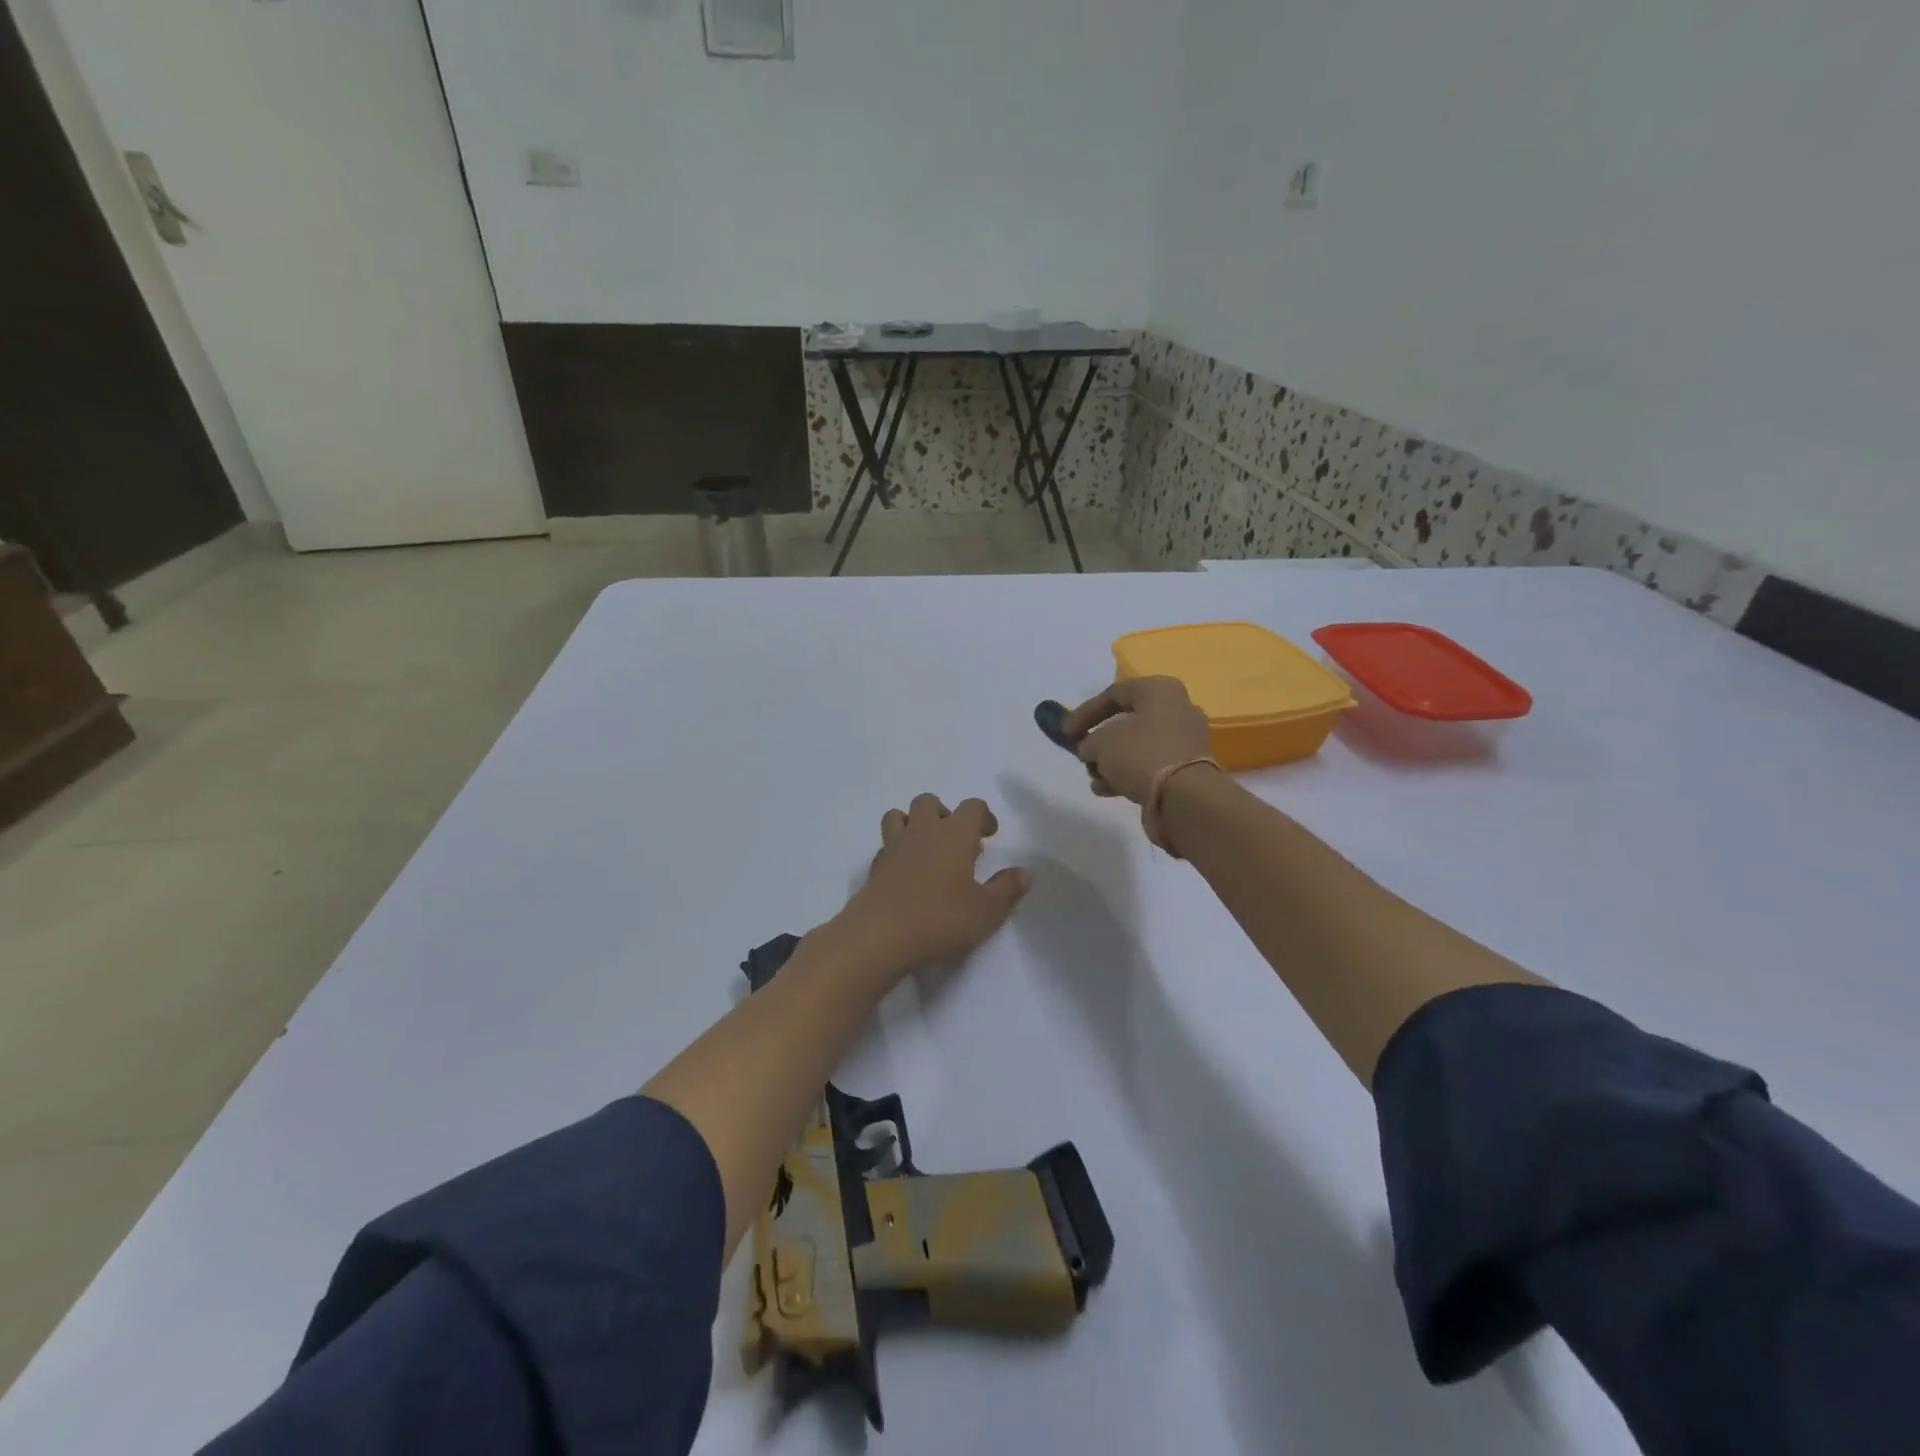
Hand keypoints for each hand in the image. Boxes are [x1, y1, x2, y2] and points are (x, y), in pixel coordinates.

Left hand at [837, 794, 1030, 974]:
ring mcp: (894, 847)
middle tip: (957, 841)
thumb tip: (1024, 872)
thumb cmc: (940, 919)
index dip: (984, 816)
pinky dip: (897, 850)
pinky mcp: (874, 867)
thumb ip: (1007, 889)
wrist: (879, 936)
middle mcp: (923, 831)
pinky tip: (906, 873)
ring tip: (926, 849)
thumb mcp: (986, 911)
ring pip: (899, 815)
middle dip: (944, 813)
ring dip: (913, 823)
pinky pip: (886, 845)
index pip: (972, 807)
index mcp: (954, 834)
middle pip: (929, 801)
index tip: (990, 834)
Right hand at [1063, 676, 1213, 804]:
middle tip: (1083, 754)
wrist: (1185, 797)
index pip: (1114, 693)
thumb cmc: (1140, 755)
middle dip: (1100, 740)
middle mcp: (1178, 709)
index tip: (1066, 733)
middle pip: (1128, 721)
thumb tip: (1092, 748)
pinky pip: (1151, 765)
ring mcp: (1185, 740)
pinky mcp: (1188, 768)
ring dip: (1112, 761)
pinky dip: (1128, 775)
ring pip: (1138, 746)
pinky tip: (1107, 790)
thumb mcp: (1100, 743)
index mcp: (1160, 690)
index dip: (1085, 712)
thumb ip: (1089, 741)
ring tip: (1093, 778)